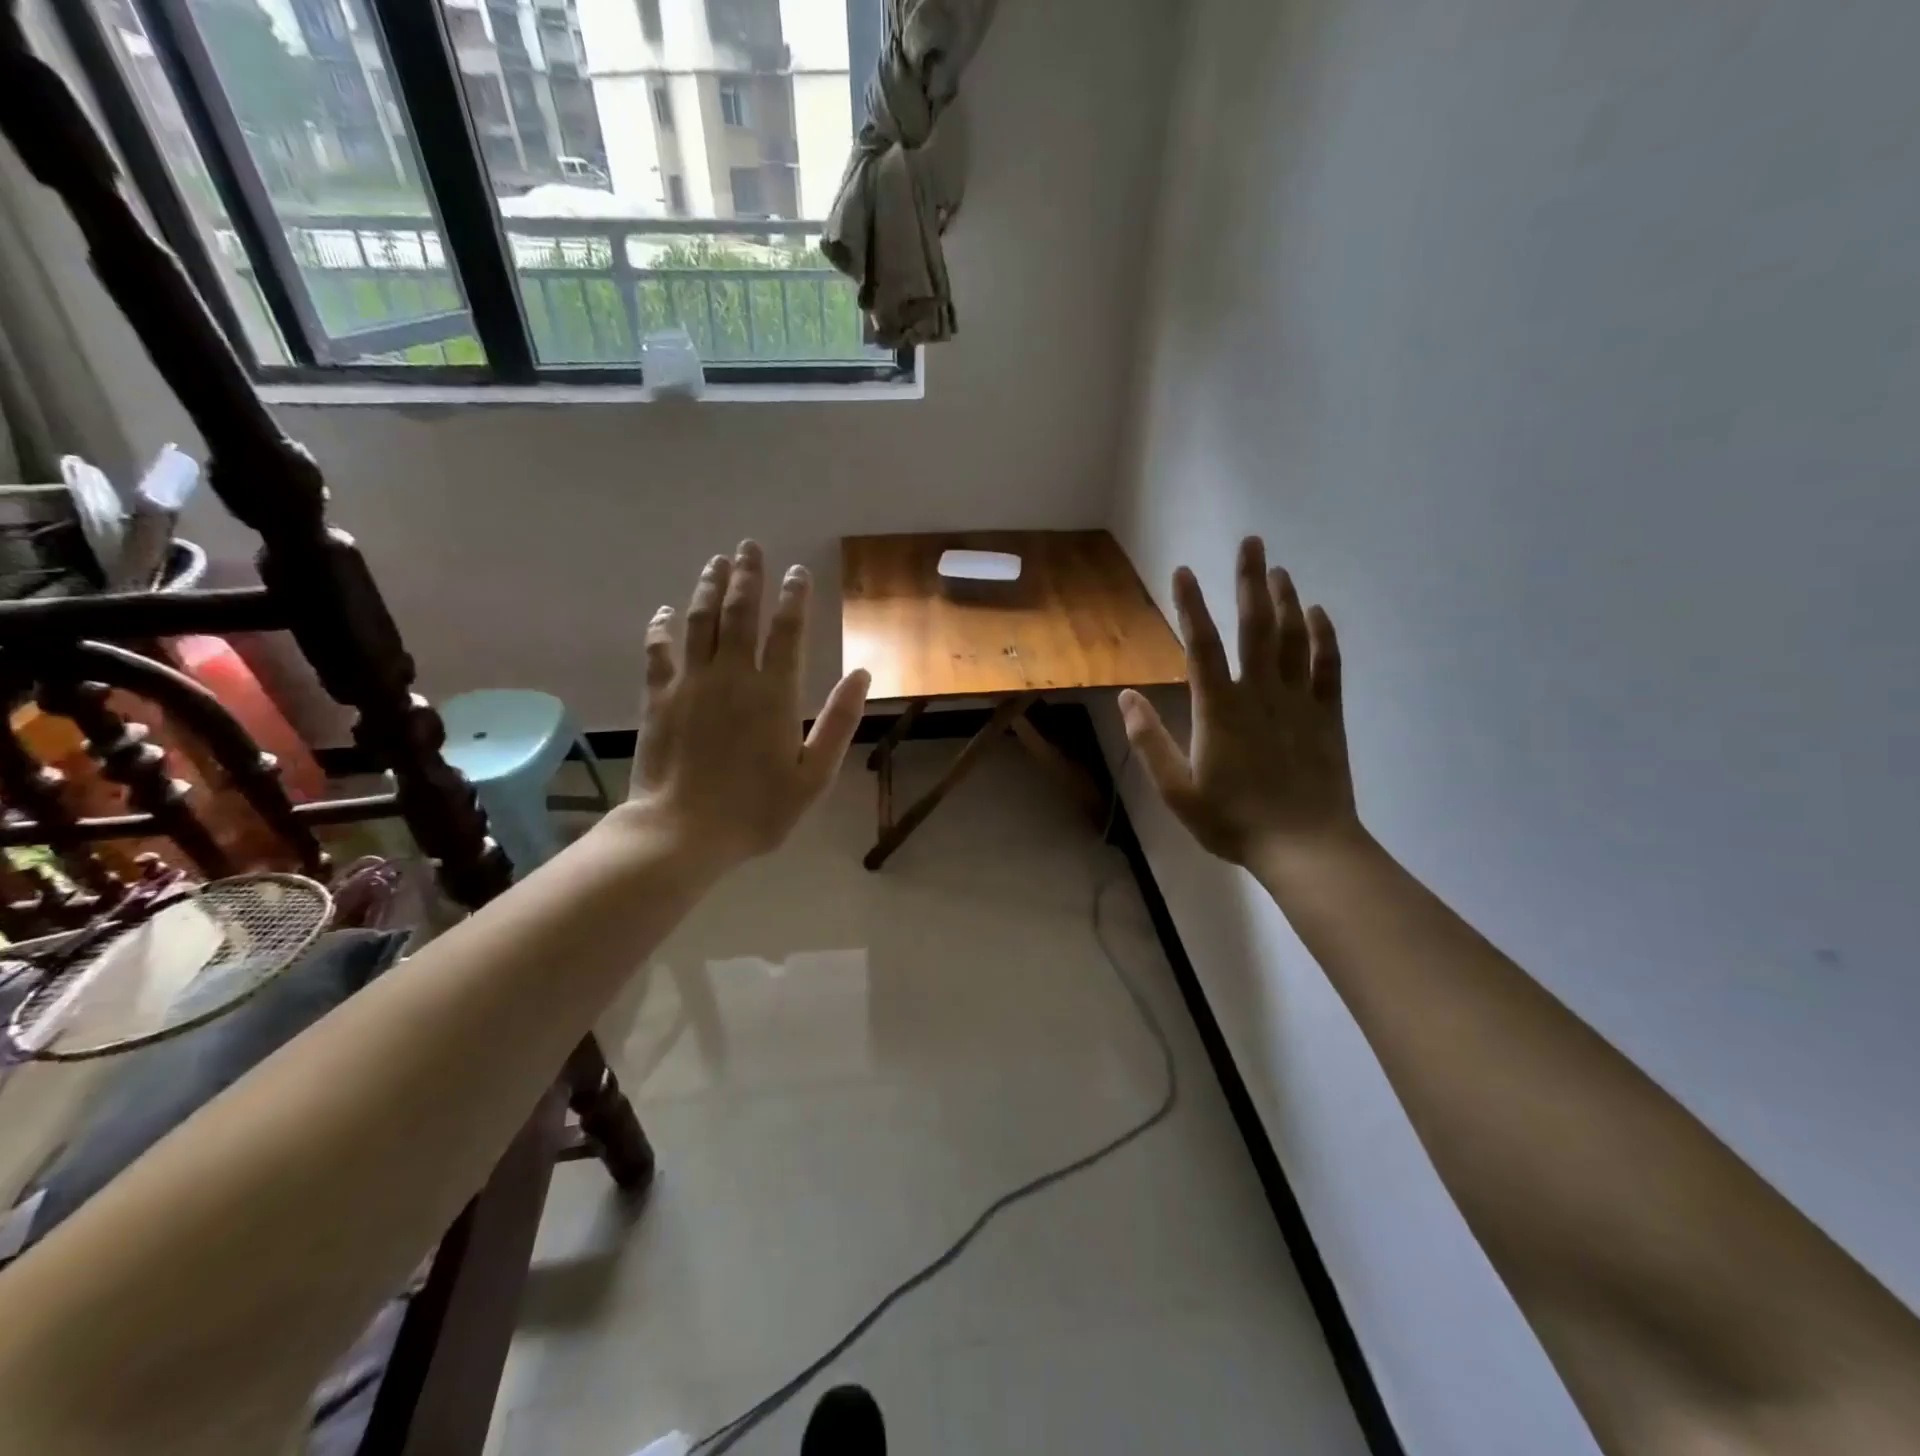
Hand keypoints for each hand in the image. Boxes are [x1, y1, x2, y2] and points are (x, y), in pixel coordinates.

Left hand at [623, 541, 869, 868]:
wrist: (683, 832)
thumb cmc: (757, 810)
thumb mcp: (814, 775)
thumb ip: (839, 722)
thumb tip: (861, 674)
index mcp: (774, 694)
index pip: (787, 631)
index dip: (793, 598)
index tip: (797, 572)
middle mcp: (732, 676)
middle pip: (740, 614)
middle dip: (748, 576)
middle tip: (750, 546)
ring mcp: (691, 683)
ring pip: (700, 622)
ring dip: (709, 588)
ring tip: (717, 562)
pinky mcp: (658, 698)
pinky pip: (658, 651)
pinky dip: (661, 627)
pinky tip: (664, 610)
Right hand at [1119, 537, 1358, 864]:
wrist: (1304, 846)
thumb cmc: (1232, 820)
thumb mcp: (1176, 789)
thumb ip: (1149, 740)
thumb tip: (1126, 696)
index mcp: (1219, 708)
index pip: (1201, 645)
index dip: (1190, 605)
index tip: (1182, 571)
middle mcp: (1260, 692)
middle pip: (1254, 626)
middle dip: (1250, 581)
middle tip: (1252, 542)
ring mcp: (1298, 701)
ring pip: (1293, 637)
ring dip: (1285, 599)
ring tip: (1279, 569)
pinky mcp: (1326, 715)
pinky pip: (1327, 666)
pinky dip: (1323, 635)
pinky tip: (1318, 613)